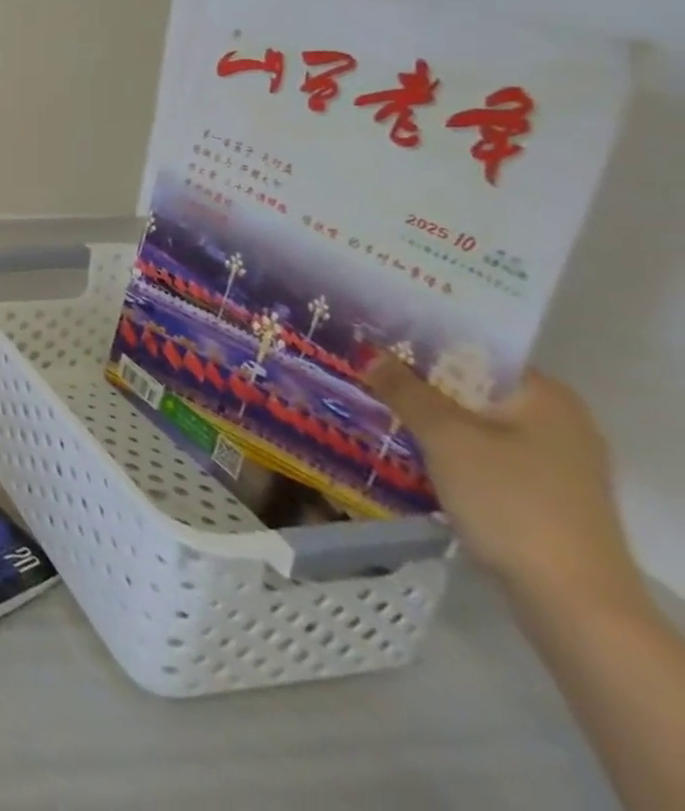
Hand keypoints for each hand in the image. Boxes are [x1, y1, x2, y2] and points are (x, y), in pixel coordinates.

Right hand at [367, 357, 639, 602]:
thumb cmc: (510, 500)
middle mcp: (558, 421)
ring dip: (429, 413)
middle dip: (420, 379)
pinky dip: (447, 444)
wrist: (570, 598)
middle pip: (474, 386)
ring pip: (475, 420)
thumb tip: (371, 353)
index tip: (376, 336)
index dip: (425, 341)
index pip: (477, 351)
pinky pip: (483, 450)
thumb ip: (405, 390)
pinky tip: (407, 445)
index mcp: (547, 397)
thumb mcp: (445, 436)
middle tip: (363, 366)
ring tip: (373, 401)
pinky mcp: (541, 491)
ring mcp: (555, 460)